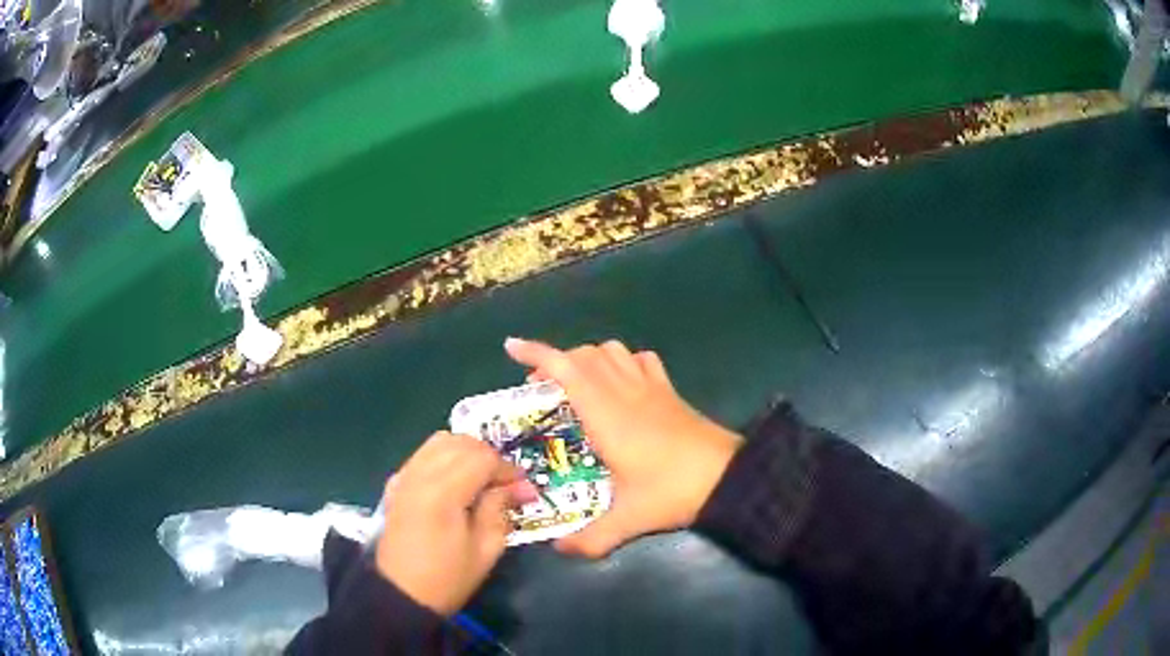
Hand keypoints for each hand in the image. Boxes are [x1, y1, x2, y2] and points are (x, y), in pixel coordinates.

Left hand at [375, 432, 536, 615]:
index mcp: (443, 492)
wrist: (401, 594)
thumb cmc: (448, 578)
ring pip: (440, 441)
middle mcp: (420, 475)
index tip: (524, 488)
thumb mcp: (485, 550)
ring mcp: (404, 477)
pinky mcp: (396, 484)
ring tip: (482, 479)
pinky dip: (445, 457)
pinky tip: (456, 482)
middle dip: (489, 457)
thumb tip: (517, 487)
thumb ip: (499, 510)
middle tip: (505, 483)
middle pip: (461, 443)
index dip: (507, 469)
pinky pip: (424, 454)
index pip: (482, 458)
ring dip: (466, 452)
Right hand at [504, 337, 742, 557]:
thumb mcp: (628, 519)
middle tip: (542, 390)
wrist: (728, 476)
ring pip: (613, 351)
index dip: (536, 353)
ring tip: (578, 385)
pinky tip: (623, 384)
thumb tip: (559, 550)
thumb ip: (591, 538)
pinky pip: (643, 361)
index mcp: (605, 414)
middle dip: (556, 362)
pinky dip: (625, 362)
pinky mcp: (671, 392)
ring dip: (589, 358)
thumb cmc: (672, 491)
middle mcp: (624, 392)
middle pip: (584, 354)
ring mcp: (651, 388)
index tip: (511, 348)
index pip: (565, 368)